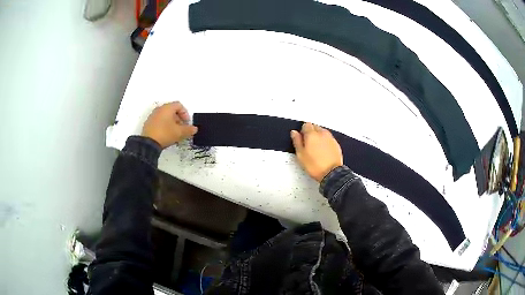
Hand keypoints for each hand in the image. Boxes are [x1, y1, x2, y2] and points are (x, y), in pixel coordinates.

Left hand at [142, 102, 197, 148]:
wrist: (148, 143)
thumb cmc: (165, 133)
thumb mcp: (179, 132)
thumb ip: (189, 130)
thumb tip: (194, 129)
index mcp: (167, 108)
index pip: (179, 105)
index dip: (185, 114)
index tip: (187, 123)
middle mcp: (159, 109)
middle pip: (172, 110)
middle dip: (179, 119)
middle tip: (182, 128)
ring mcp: (152, 116)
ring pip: (165, 116)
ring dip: (172, 123)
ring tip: (174, 133)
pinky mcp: (148, 123)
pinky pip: (159, 121)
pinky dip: (164, 126)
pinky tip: (166, 135)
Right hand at [291, 123, 342, 181]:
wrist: (331, 173)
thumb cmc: (315, 166)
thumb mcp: (301, 155)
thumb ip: (297, 141)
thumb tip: (294, 133)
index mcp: (312, 134)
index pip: (306, 125)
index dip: (303, 131)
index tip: (302, 139)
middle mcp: (322, 133)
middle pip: (315, 127)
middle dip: (311, 132)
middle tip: (308, 144)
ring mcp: (330, 138)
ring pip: (322, 132)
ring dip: (319, 136)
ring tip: (316, 149)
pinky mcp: (336, 144)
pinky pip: (329, 138)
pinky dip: (325, 142)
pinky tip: (323, 151)